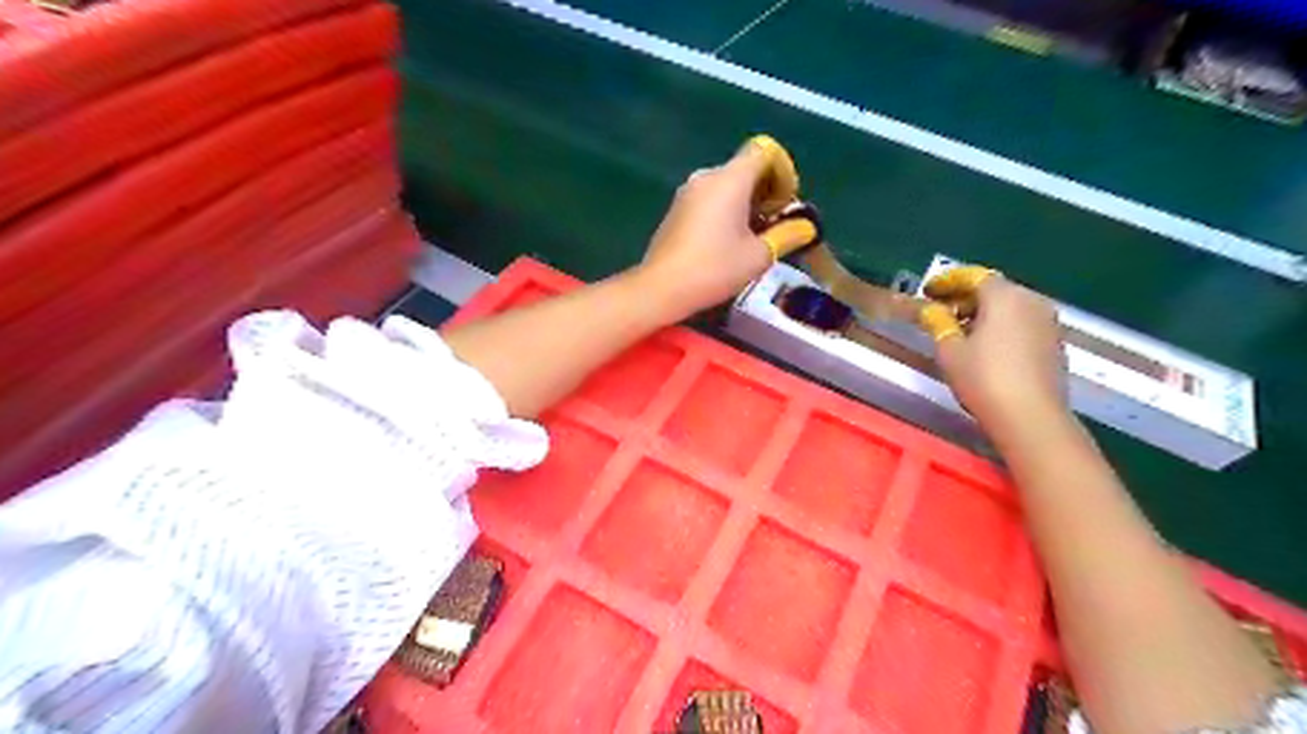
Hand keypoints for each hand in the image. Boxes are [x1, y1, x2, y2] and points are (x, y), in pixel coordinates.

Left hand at [638, 141, 777, 312]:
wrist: (662, 287)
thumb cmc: (715, 268)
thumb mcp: (760, 255)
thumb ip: (787, 234)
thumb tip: (806, 226)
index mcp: (730, 179)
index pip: (763, 152)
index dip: (782, 172)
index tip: (786, 203)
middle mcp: (706, 176)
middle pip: (744, 169)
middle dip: (765, 191)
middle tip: (776, 225)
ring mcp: (687, 192)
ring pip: (726, 186)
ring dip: (745, 204)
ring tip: (753, 238)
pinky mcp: (675, 210)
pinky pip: (709, 200)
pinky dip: (724, 212)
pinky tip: (727, 243)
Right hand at [917, 265, 1072, 431]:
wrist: (1031, 417)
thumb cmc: (984, 379)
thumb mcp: (950, 351)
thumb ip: (938, 323)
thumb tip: (929, 309)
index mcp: (1005, 296)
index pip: (973, 276)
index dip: (947, 281)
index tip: (928, 291)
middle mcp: (1031, 301)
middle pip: (994, 290)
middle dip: (965, 297)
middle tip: (940, 311)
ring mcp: (1048, 322)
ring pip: (1010, 307)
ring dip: (984, 313)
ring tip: (959, 330)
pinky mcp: (1055, 343)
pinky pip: (1022, 323)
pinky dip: (1002, 327)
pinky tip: (985, 346)